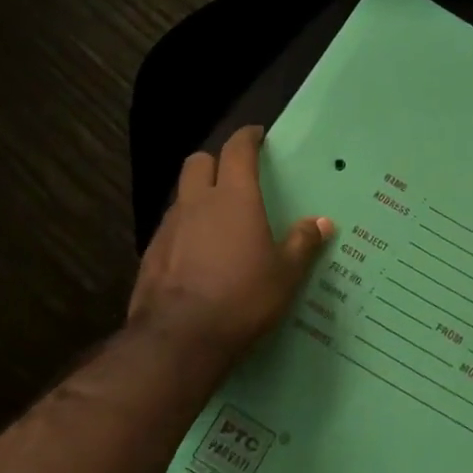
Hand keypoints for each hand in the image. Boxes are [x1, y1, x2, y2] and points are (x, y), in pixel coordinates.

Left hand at [129, 126, 332, 363]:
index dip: (247, 137)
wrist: (180, 337)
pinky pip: (170, 228)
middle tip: (233, 177)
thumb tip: (322, 222)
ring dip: (198, 197)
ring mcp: (169, 226)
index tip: (256, 135)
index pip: (237, 150)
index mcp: (233, 198)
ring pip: (182, 195)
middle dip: (215, 161)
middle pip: (198, 162)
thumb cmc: (243, 299)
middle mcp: (197, 202)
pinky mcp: (151, 252)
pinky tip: (196, 255)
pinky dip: (184, 230)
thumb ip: (302, 244)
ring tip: (217, 221)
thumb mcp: (285, 275)